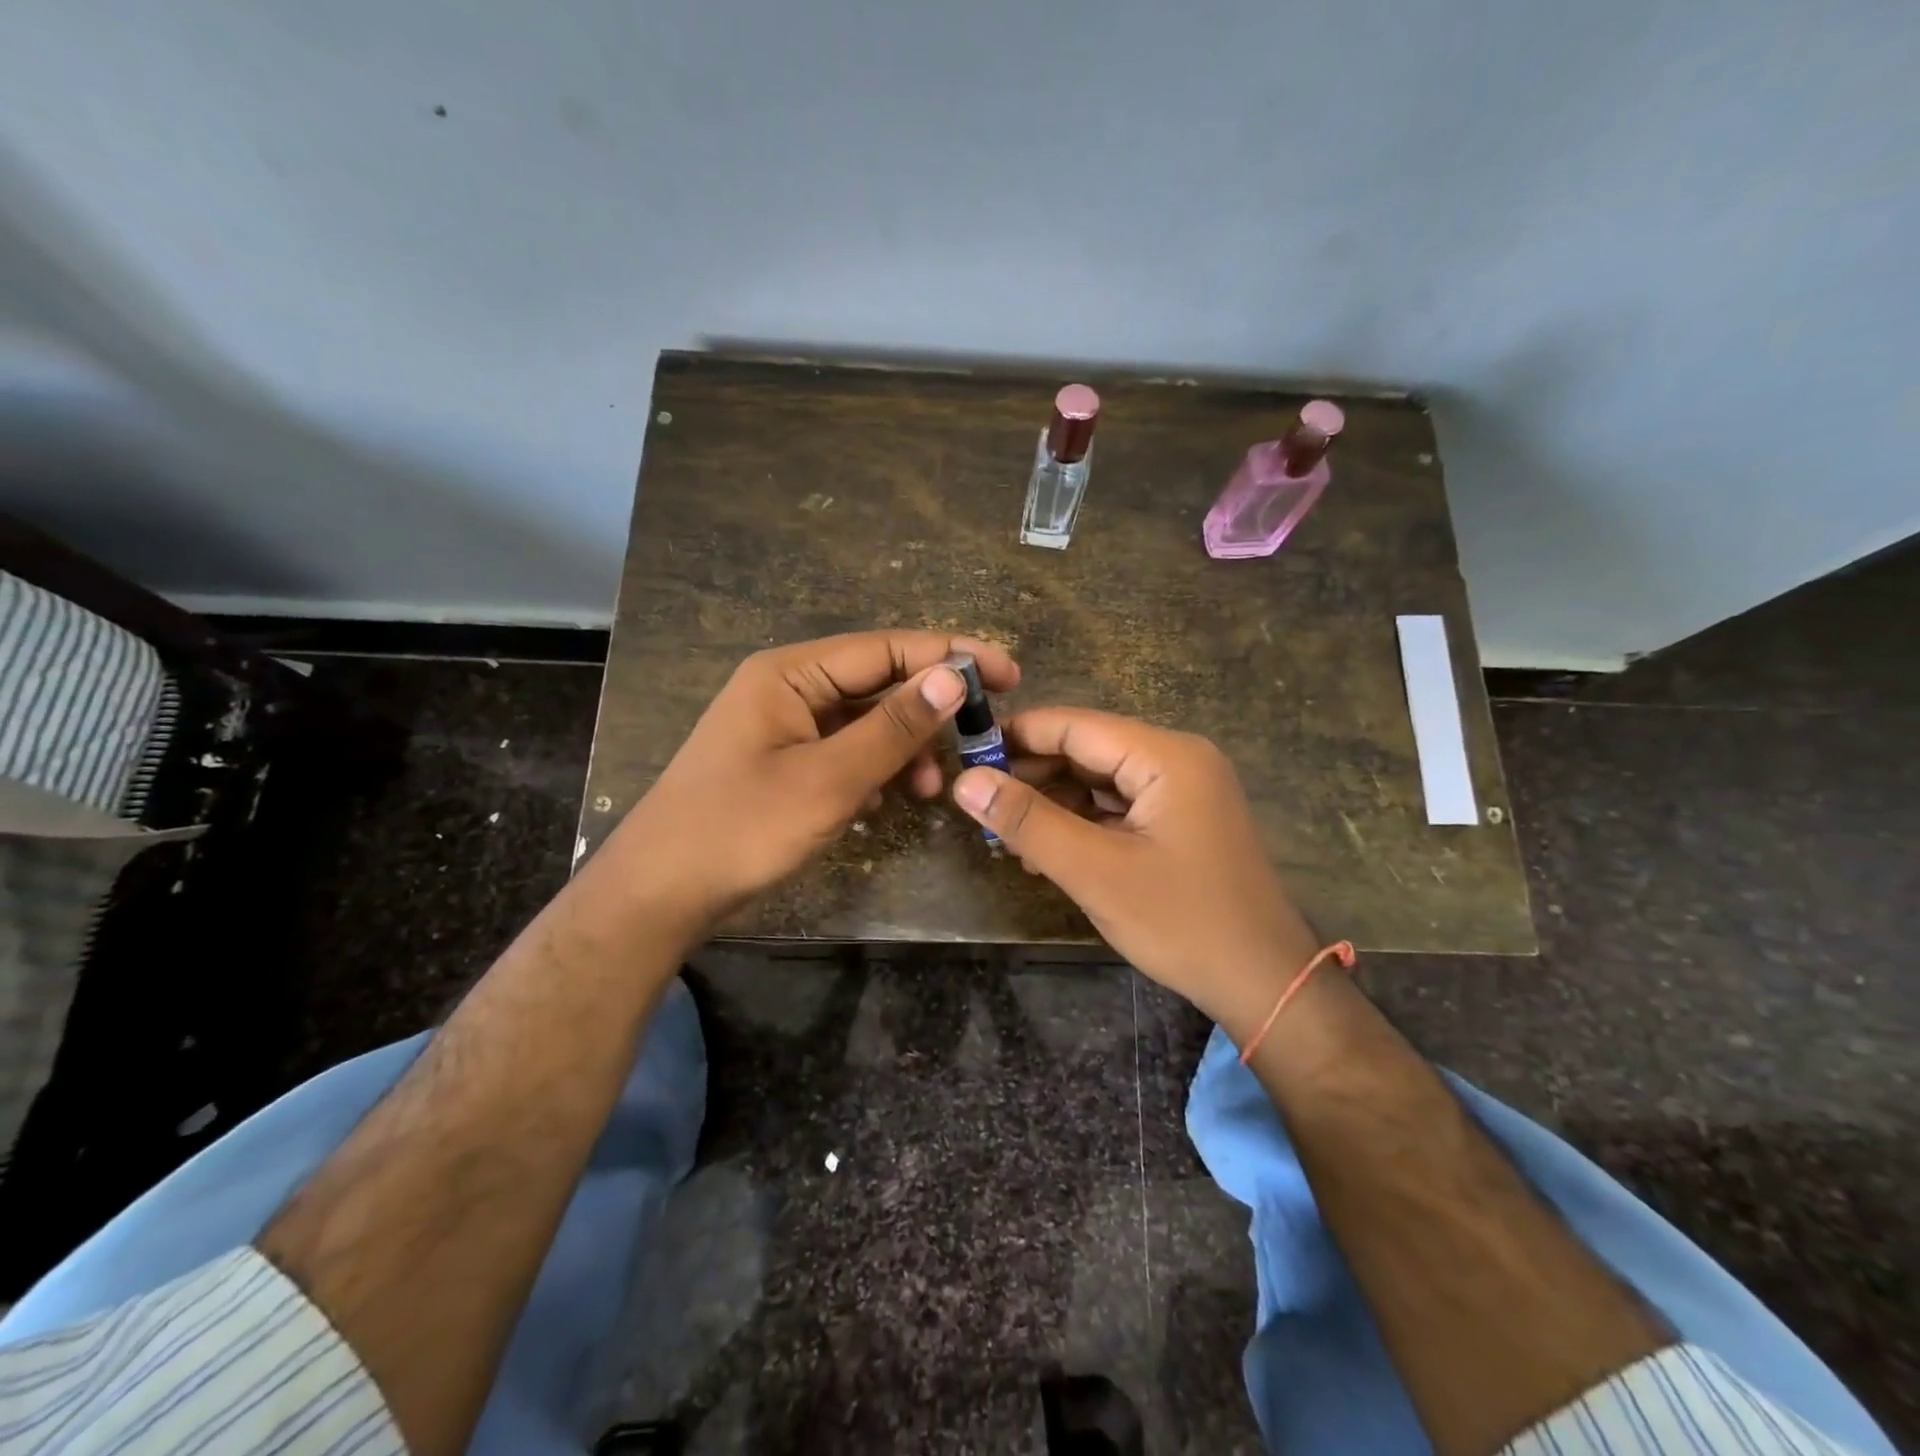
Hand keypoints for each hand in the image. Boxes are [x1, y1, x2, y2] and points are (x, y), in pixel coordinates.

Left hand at [607, 630, 1018, 937]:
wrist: (662, 893)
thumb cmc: (741, 828)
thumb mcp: (828, 779)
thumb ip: (893, 727)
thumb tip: (952, 676)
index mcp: (791, 673)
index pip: (887, 649)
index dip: (950, 657)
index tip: (1008, 674)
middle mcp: (790, 689)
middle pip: (878, 683)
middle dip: (930, 709)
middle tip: (983, 734)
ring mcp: (787, 728)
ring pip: (866, 723)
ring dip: (904, 749)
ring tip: (933, 788)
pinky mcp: (787, 765)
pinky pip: (846, 754)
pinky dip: (875, 772)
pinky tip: (889, 801)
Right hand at [950, 708, 1318, 1027]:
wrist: (1266, 985)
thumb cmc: (1183, 922)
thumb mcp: (1095, 871)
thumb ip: (1028, 821)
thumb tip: (966, 781)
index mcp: (1166, 756)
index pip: (1074, 726)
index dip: (1016, 737)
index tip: (965, 757)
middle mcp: (1177, 760)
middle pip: (1087, 750)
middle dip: (1032, 776)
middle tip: (980, 807)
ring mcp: (1183, 791)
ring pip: (1099, 781)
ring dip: (1053, 804)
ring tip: (1007, 837)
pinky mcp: (1181, 821)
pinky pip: (1119, 807)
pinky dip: (1081, 824)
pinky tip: (1045, 853)